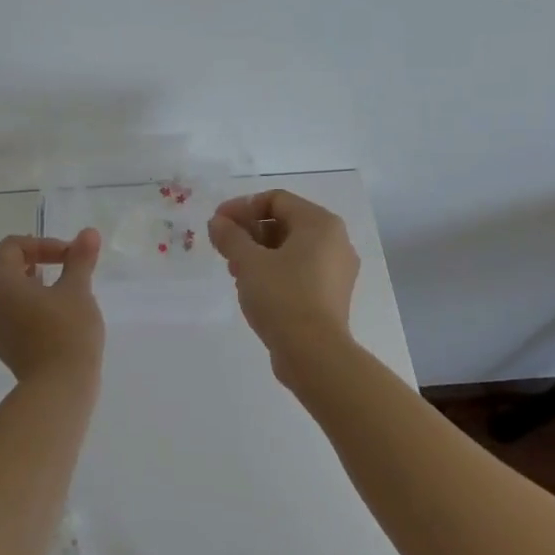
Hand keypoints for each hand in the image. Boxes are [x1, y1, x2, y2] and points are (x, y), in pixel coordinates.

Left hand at [0, 230, 105, 383]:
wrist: (59, 387)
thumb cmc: (67, 331)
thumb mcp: (78, 289)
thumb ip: (80, 258)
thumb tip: (89, 232)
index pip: (13, 246)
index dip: (43, 244)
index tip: (69, 256)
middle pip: (6, 267)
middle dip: (38, 262)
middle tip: (67, 269)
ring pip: (8, 291)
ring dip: (33, 284)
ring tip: (62, 291)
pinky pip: (9, 312)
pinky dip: (27, 305)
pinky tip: (53, 314)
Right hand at [208, 191, 359, 380]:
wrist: (314, 354)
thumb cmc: (282, 297)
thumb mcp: (248, 262)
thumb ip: (230, 236)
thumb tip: (218, 222)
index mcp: (320, 223)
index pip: (276, 199)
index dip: (242, 207)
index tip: (217, 224)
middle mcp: (335, 241)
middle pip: (285, 222)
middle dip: (250, 231)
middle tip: (224, 248)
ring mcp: (337, 270)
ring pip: (291, 248)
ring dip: (259, 252)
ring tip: (235, 271)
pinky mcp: (332, 294)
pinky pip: (300, 270)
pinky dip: (275, 271)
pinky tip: (253, 288)